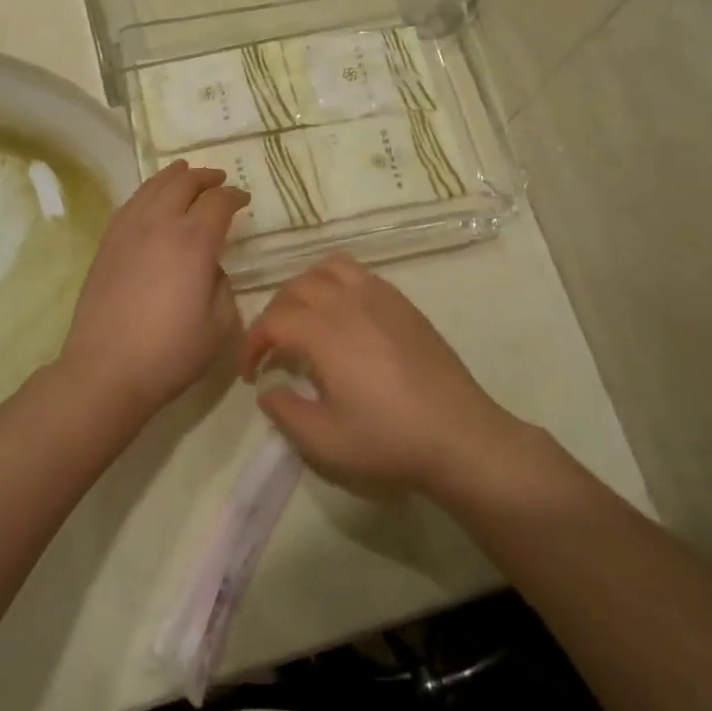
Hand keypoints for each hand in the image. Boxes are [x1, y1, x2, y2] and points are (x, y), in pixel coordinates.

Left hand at [58, 160, 248, 423]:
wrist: (106, 369)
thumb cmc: (170, 352)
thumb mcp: (220, 325)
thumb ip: (222, 286)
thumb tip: (210, 268)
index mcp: (194, 241)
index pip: (218, 202)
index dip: (235, 196)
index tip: (244, 201)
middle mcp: (160, 224)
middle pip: (184, 183)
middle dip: (205, 177)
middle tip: (219, 180)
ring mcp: (128, 231)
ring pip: (153, 187)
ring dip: (173, 176)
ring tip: (184, 172)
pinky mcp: (106, 244)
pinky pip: (130, 204)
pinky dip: (147, 193)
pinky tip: (150, 199)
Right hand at [241, 256, 522, 494]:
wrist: (459, 435)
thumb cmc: (389, 440)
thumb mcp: (325, 442)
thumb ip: (285, 413)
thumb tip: (268, 389)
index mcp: (324, 332)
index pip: (272, 320)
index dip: (253, 343)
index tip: (252, 373)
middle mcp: (347, 302)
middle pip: (295, 287)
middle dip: (274, 314)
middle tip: (274, 349)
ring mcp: (379, 296)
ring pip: (326, 268)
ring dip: (305, 288)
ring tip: (305, 319)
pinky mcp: (402, 302)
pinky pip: (358, 273)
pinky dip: (336, 283)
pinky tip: (343, 316)